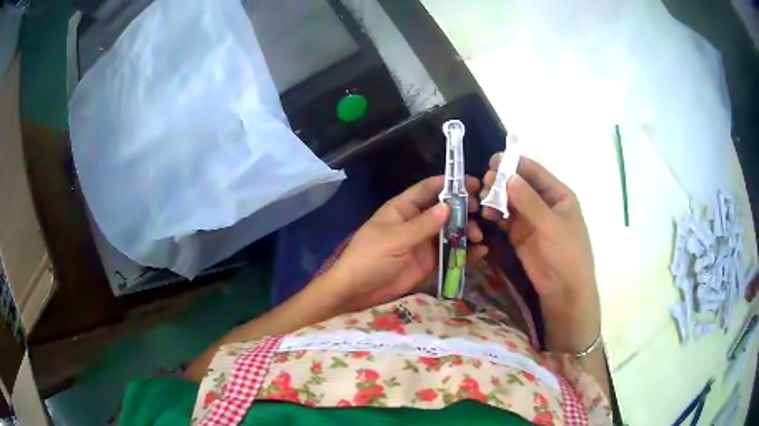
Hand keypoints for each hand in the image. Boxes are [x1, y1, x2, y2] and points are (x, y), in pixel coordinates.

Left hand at [329, 176, 487, 311]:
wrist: (357, 291)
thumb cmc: (369, 258)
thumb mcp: (395, 239)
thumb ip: (423, 225)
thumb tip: (448, 206)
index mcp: (403, 208)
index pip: (429, 188)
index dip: (450, 183)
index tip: (473, 184)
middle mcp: (416, 221)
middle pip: (444, 208)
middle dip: (463, 208)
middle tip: (480, 212)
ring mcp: (424, 242)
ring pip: (451, 230)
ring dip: (466, 230)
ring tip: (478, 237)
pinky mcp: (429, 261)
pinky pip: (450, 252)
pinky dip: (465, 251)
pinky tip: (480, 253)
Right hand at [481, 155, 599, 353]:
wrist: (564, 290)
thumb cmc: (566, 253)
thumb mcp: (551, 225)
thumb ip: (530, 201)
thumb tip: (508, 176)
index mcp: (557, 194)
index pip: (534, 171)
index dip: (514, 164)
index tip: (493, 161)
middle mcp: (543, 202)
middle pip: (519, 184)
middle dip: (501, 181)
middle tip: (484, 182)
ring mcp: (530, 218)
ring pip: (509, 200)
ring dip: (495, 197)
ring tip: (482, 199)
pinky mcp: (519, 234)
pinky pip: (504, 218)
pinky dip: (495, 214)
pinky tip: (486, 215)